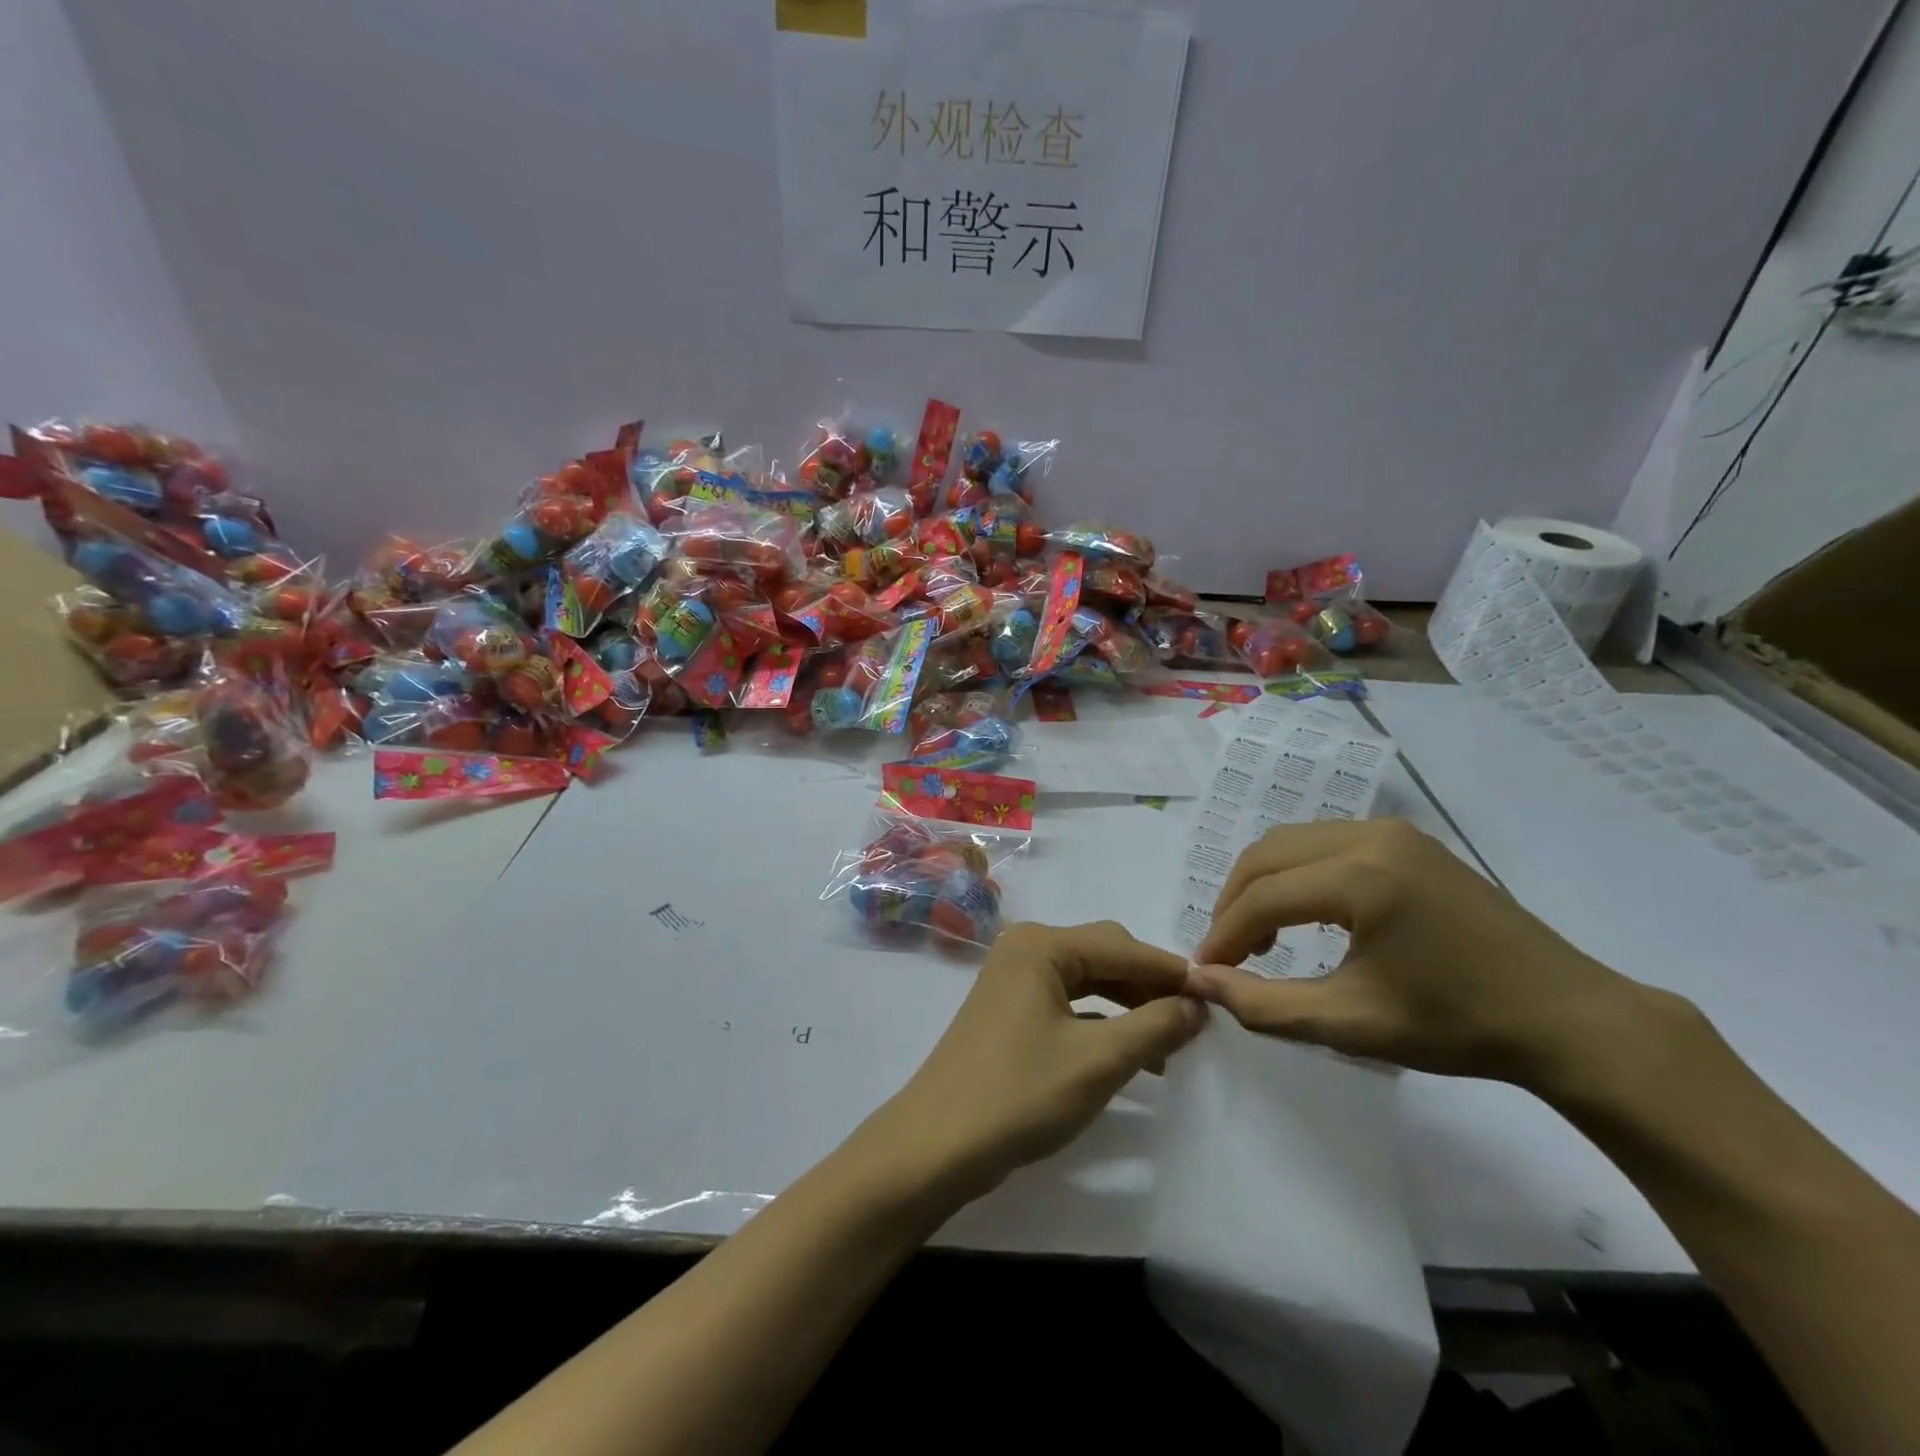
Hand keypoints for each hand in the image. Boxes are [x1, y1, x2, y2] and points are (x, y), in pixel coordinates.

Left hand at [860, 921, 1204, 1205]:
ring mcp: (1014, 979)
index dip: (1172, 972)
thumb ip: (1155, 1026)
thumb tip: (1197, 1004)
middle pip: (1104, 955)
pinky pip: (1068, 1002)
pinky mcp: (1009, 1009)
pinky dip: (1101, 1021)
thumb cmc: (1020, 1093)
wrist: (938, 1144)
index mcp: (1042, 945)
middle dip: (1149, 987)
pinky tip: (1127, 1051)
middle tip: (1195, 1023)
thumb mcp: (1099, 1061)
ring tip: (1169, 1045)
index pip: (1124, 946)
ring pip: (1088, 980)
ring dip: (1129, 1006)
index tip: (1220, 996)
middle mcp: (1026, 949)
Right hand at [1189, 819, 1662, 1095]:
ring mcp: (1392, 831)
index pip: (1263, 897)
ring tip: (1261, 938)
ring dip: (1262, 885)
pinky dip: (1296, 874)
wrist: (1567, 1018)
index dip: (1224, 935)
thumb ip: (1265, 1004)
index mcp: (1362, 878)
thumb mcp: (1352, 1024)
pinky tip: (1304, 915)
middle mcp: (1371, 836)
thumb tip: (1200, 981)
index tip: (1205, 972)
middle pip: (1268, 856)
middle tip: (1228, 954)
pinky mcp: (1406, 839)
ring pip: (1291, 842)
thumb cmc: (1459, 1026)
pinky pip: (1324, 842)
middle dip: (1234, 903)